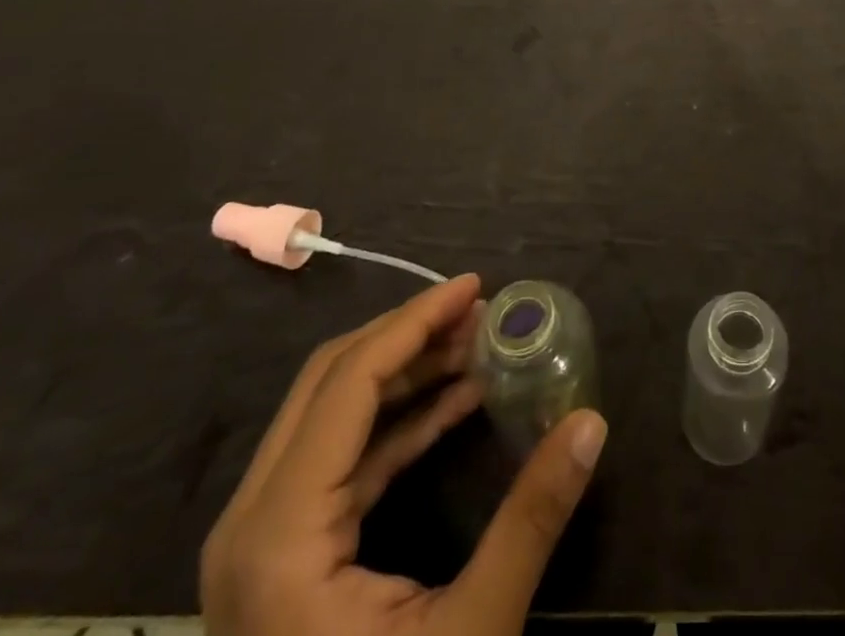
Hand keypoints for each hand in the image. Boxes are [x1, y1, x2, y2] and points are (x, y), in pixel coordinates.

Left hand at [201, 274, 607, 635]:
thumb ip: (530, 521)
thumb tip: (592, 422)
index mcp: (280, 536)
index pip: (350, 382)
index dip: (416, 321)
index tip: (475, 287)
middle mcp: (252, 523)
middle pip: (331, 382)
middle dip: (411, 334)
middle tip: (481, 311)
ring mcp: (260, 542)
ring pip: (332, 414)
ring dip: (406, 371)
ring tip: (478, 345)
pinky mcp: (282, 557)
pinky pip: (341, 458)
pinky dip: (399, 420)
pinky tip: (457, 402)